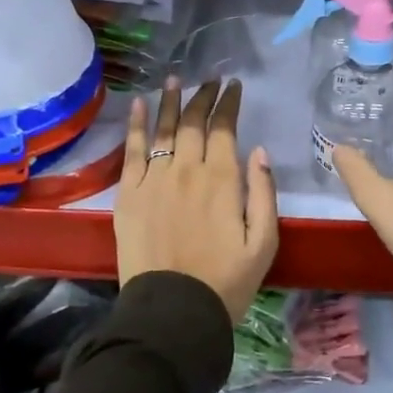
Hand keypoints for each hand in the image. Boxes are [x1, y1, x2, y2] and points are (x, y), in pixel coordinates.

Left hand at [114, 77, 277, 320]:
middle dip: (203, 96)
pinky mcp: (129, 195)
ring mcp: (154, 180)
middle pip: (194, 122)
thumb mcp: (264, 242)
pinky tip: (140, 105)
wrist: (173, 313)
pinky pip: (132, 151)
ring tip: (175, 79)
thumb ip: (263, 192)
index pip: (224, 128)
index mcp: (222, 180)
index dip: (228, 103)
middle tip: (210, 80)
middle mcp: (187, 170)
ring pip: (163, 129)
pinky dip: (137, 125)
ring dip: (171, 101)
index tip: (233, 86)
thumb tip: (259, 149)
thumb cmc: (226, 281)